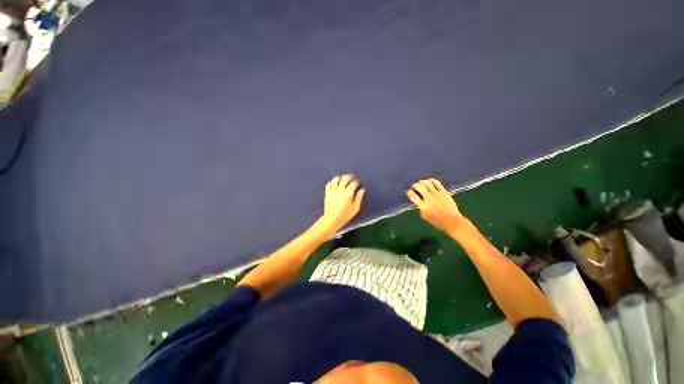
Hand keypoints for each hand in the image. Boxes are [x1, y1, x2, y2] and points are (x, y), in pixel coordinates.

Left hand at [320, 175, 364, 232]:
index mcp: (348, 193)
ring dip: (340, 178)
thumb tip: (362, 190)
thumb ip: (359, 198)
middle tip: (351, 178)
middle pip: (345, 178)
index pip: (353, 183)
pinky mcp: (327, 192)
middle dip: (349, 177)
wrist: (332, 219)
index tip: (357, 184)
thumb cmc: (345, 215)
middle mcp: (340, 189)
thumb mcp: (355, 208)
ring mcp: (333, 190)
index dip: (356, 182)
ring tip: (343, 180)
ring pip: (336, 179)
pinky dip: (332, 182)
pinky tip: (335, 185)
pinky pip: (329, 183)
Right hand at [406, 179, 464, 234]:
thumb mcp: (424, 216)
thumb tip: (418, 200)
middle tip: (414, 187)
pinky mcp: (444, 192)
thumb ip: (420, 207)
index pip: (413, 195)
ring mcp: (437, 194)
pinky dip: (431, 181)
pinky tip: (430, 182)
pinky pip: (436, 183)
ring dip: (422, 182)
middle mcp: (429, 198)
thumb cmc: (437, 221)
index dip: (409, 192)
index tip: (409, 192)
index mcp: (423, 206)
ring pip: (427, 183)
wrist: (452, 221)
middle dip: (414, 185)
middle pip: (419, 187)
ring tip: (421, 183)